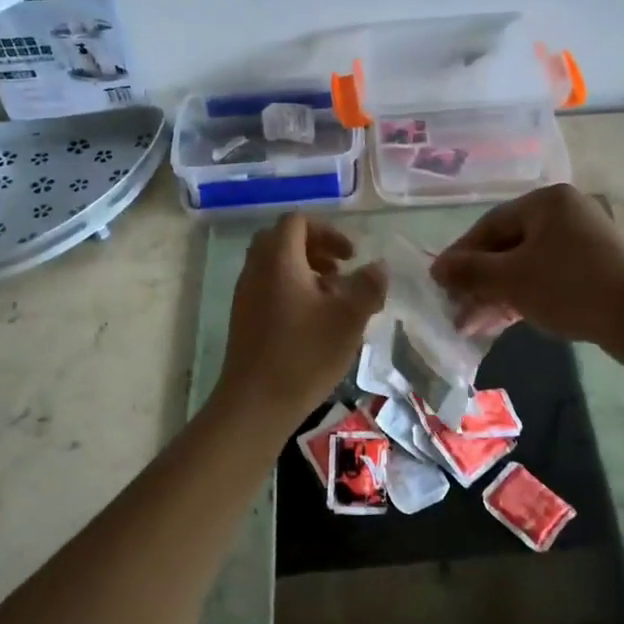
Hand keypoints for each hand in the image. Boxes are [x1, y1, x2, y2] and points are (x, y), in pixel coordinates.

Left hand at [214, 213, 386, 421]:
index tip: (352, 255)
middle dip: (315, 248)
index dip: (328, 230)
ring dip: (305, 270)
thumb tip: (379, 266)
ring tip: (333, 296)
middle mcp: (256, 269)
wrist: (255, 403)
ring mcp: (245, 294)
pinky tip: (314, 320)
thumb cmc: (304, 355)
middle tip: (341, 269)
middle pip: (283, 239)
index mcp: (279, 260)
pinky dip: (292, 289)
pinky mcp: (244, 318)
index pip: (297, 221)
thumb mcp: (349, 318)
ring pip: (275, 264)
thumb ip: (368, 286)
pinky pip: (268, 286)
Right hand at [431, 184, 623, 347]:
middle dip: (478, 281)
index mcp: (545, 203)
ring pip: (525, 266)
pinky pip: (546, 279)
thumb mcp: (512, 278)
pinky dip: (522, 298)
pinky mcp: (593, 270)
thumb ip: (470, 271)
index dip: (460, 255)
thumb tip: (436, 267)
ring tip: (471, 325)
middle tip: (454, 309)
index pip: (489, 225)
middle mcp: (564, 215)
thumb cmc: (570, 286)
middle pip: (507, 247)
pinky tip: (500, 322)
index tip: (439, 282)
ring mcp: (581, 243)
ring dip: (496, 295)